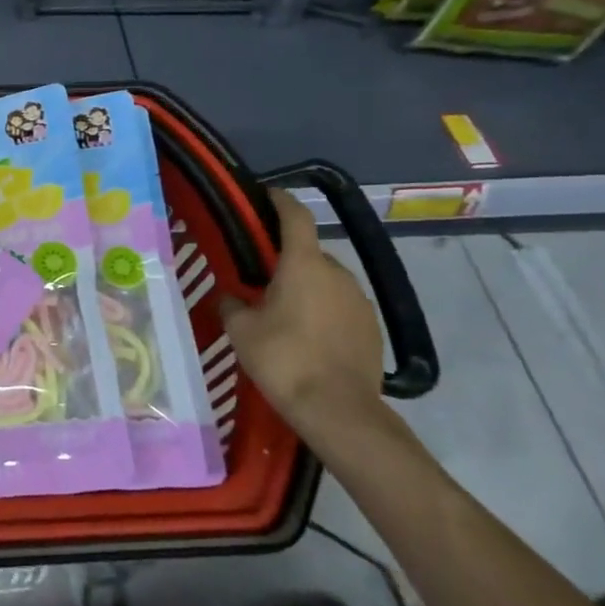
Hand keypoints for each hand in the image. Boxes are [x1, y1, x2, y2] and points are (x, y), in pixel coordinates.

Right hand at [218, 188, 386, 443]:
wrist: (338, 410)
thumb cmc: (284, 359)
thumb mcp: (241, 330)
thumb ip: (233, 304)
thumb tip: (231, 297)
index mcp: (303, 264)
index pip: (294, 216)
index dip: (280, 200)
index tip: (265, 195)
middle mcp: (337, 273)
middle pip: (308, 253)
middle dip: (286, 260)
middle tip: (260, 278)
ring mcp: (360, 300)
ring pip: (326, 281)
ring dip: (306, 287)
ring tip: (283, 312)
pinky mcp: (372, 328)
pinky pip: (341, 306)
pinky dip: (323, 311)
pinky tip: (307, 336)